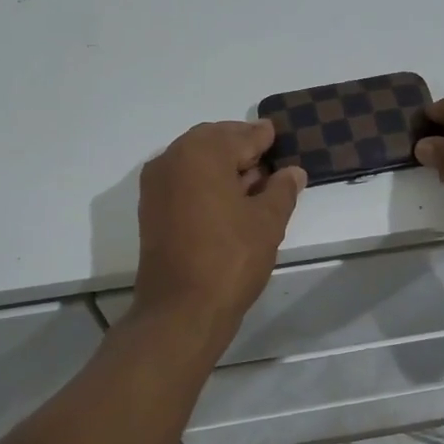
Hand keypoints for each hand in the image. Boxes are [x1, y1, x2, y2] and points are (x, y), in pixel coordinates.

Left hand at [133, 120, 305, 340]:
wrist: (180, 310)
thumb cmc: (230, 258)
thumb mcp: (267, 221)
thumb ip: (282, 189)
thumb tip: (293, 172)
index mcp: (201, 153)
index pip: (239, 136)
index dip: (261, 136)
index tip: (275, 133)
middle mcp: (172, 159)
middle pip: (212, 141)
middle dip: (239, 145)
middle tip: (266, 154)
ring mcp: (156, 185)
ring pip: (194, 160)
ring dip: (221, 163)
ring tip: (253, 179)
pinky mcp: (151, 209)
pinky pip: (182, 180)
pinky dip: (204, 180)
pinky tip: (228, 197)